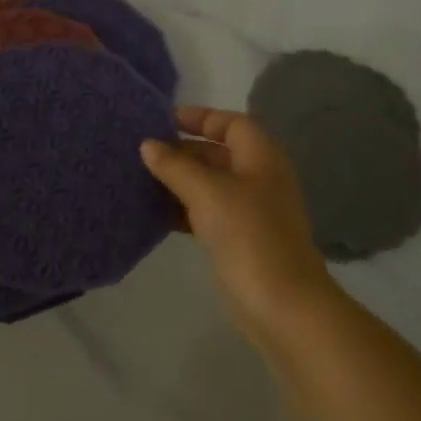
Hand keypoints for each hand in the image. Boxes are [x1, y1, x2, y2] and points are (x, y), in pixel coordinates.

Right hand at [141, 106, 340, 350]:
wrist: (281, 303)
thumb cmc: (248, 236)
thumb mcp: (207, 193)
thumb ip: (176, 166)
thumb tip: (148, 145)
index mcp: (261, 157)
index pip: (231, 123)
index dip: (199, 117)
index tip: (161, 121)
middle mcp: (259, 178)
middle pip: (218, 154)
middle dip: (182, 151)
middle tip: (141, 153)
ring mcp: (251, 211)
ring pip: (210, 186)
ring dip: (178, 182)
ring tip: (139, 180)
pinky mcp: (239, 240)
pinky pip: (207, 214)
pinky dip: (183, 210)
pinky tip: (154, 214)